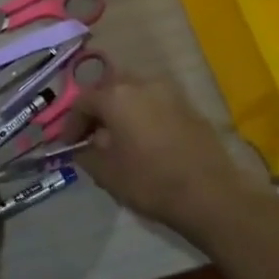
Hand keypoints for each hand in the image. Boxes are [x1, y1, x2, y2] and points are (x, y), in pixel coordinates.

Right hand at [64, 76, 266, 229]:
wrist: (210, 195)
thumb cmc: (149, 181)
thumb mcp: (105, 172)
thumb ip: (85, 153)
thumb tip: (83, 146)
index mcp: (116, 95)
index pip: (83, 100)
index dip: (71, 123)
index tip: (69, 145)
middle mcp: (142, 84)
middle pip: (109, 88)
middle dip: (97, 109)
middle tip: (92, 135)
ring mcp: (170, 93)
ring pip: (135, 93)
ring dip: (122, 110)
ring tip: (119, 138)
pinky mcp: (190, 107)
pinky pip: (156, 104)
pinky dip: (144, 116)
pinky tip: (145, 141)